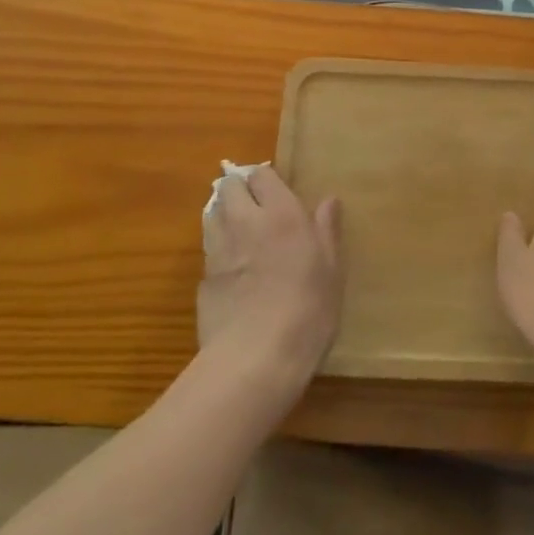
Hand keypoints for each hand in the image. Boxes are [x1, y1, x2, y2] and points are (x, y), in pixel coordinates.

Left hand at [199, 164, 342, 391]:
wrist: (255, 359)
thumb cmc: (307, 310)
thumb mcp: (331, 271)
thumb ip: (327, 230)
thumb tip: (328, 200)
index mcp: (281, 214)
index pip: (262, 175)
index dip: (267, 181)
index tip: (277, 194)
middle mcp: (245, 222)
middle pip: (229, 187)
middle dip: (239, 191)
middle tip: (256, 210)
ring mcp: (218, 250)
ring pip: (212, 214)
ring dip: (224, 216)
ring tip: (241, 235)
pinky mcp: (202, 280)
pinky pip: (208, 252)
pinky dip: (217, 253)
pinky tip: (232, 275)